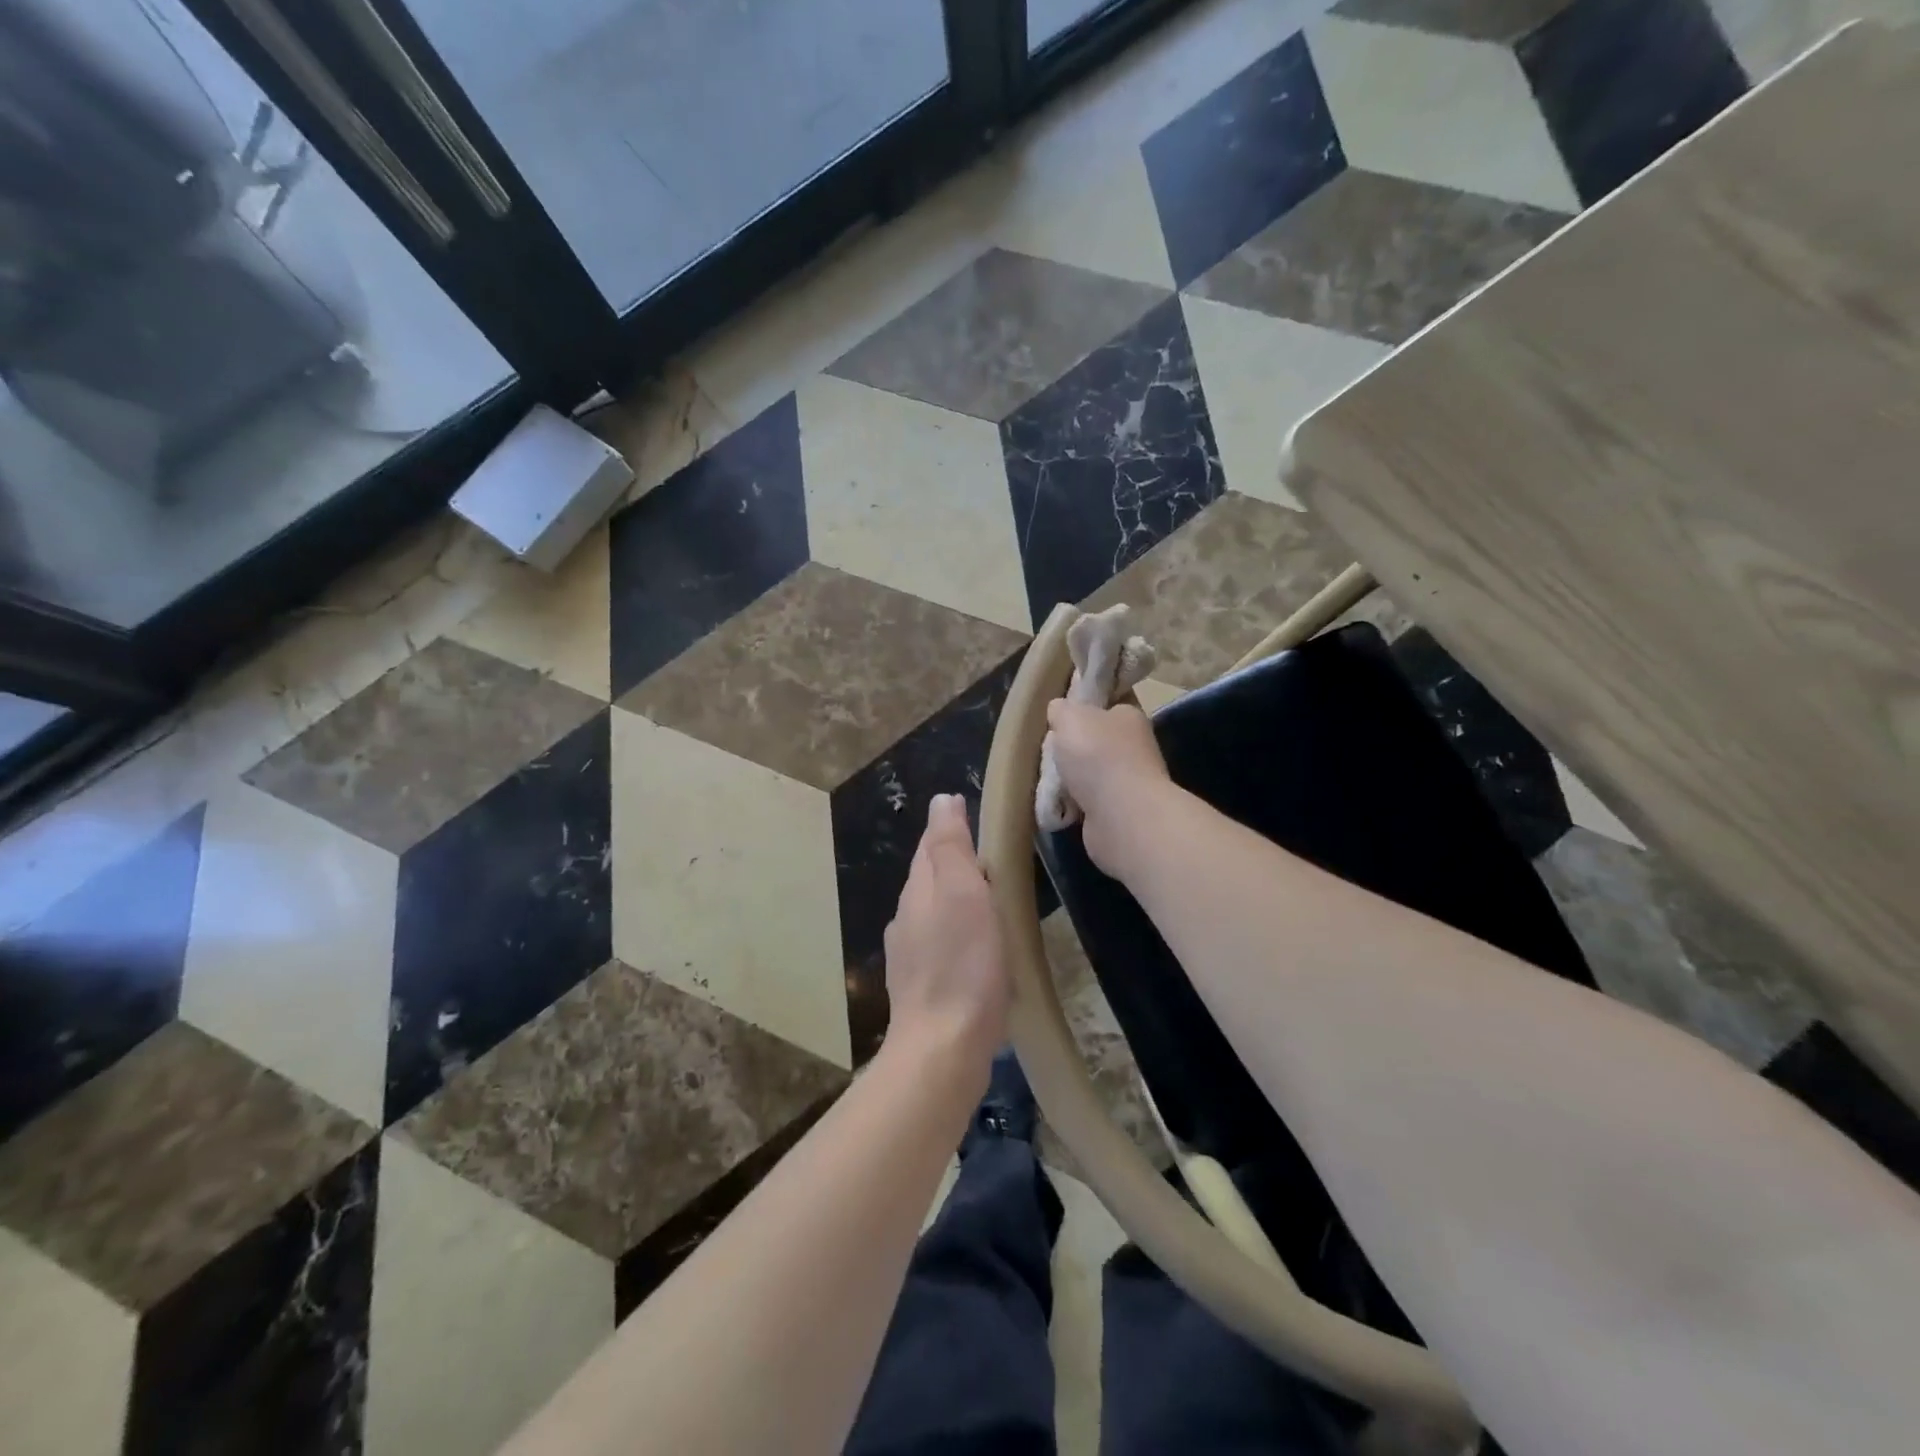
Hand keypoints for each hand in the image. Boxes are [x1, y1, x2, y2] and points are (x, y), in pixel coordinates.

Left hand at [882, 794, 1008, 1075]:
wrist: (943, 1048)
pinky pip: (944, 948)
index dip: (950, 828)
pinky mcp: (924, 989)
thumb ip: (950, 847)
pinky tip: (979, 952)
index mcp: (917, 891)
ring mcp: (911, 957)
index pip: (930, 846)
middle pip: (931, 879)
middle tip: (994, 856)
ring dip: (959, 902)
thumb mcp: (963, 892)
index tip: (976, 813)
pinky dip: (961, 938)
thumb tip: (942, 799)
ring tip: (992, 901)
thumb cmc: (962, 964)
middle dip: (955, 865)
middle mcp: (907, 919)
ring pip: (937, 914)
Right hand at [1045, 699, 1171, 878]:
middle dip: (1071, 747)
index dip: (1084, 707)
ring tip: (1049, 780)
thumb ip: (1062, 709)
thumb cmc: (1097, 755)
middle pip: (1095, 741)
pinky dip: (1072, 804)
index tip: (1060, 716)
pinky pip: (1087, 801)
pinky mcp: (1118, 811)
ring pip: (1089, 773)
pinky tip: (1059, 804)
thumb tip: (1059, 710)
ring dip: (1069, 778)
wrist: (1121, 816)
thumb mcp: (1070, 716)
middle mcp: (1134, 747)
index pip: (1107, 705)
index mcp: (1129, 717)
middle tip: (1049, 750)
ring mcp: (1128, 782)